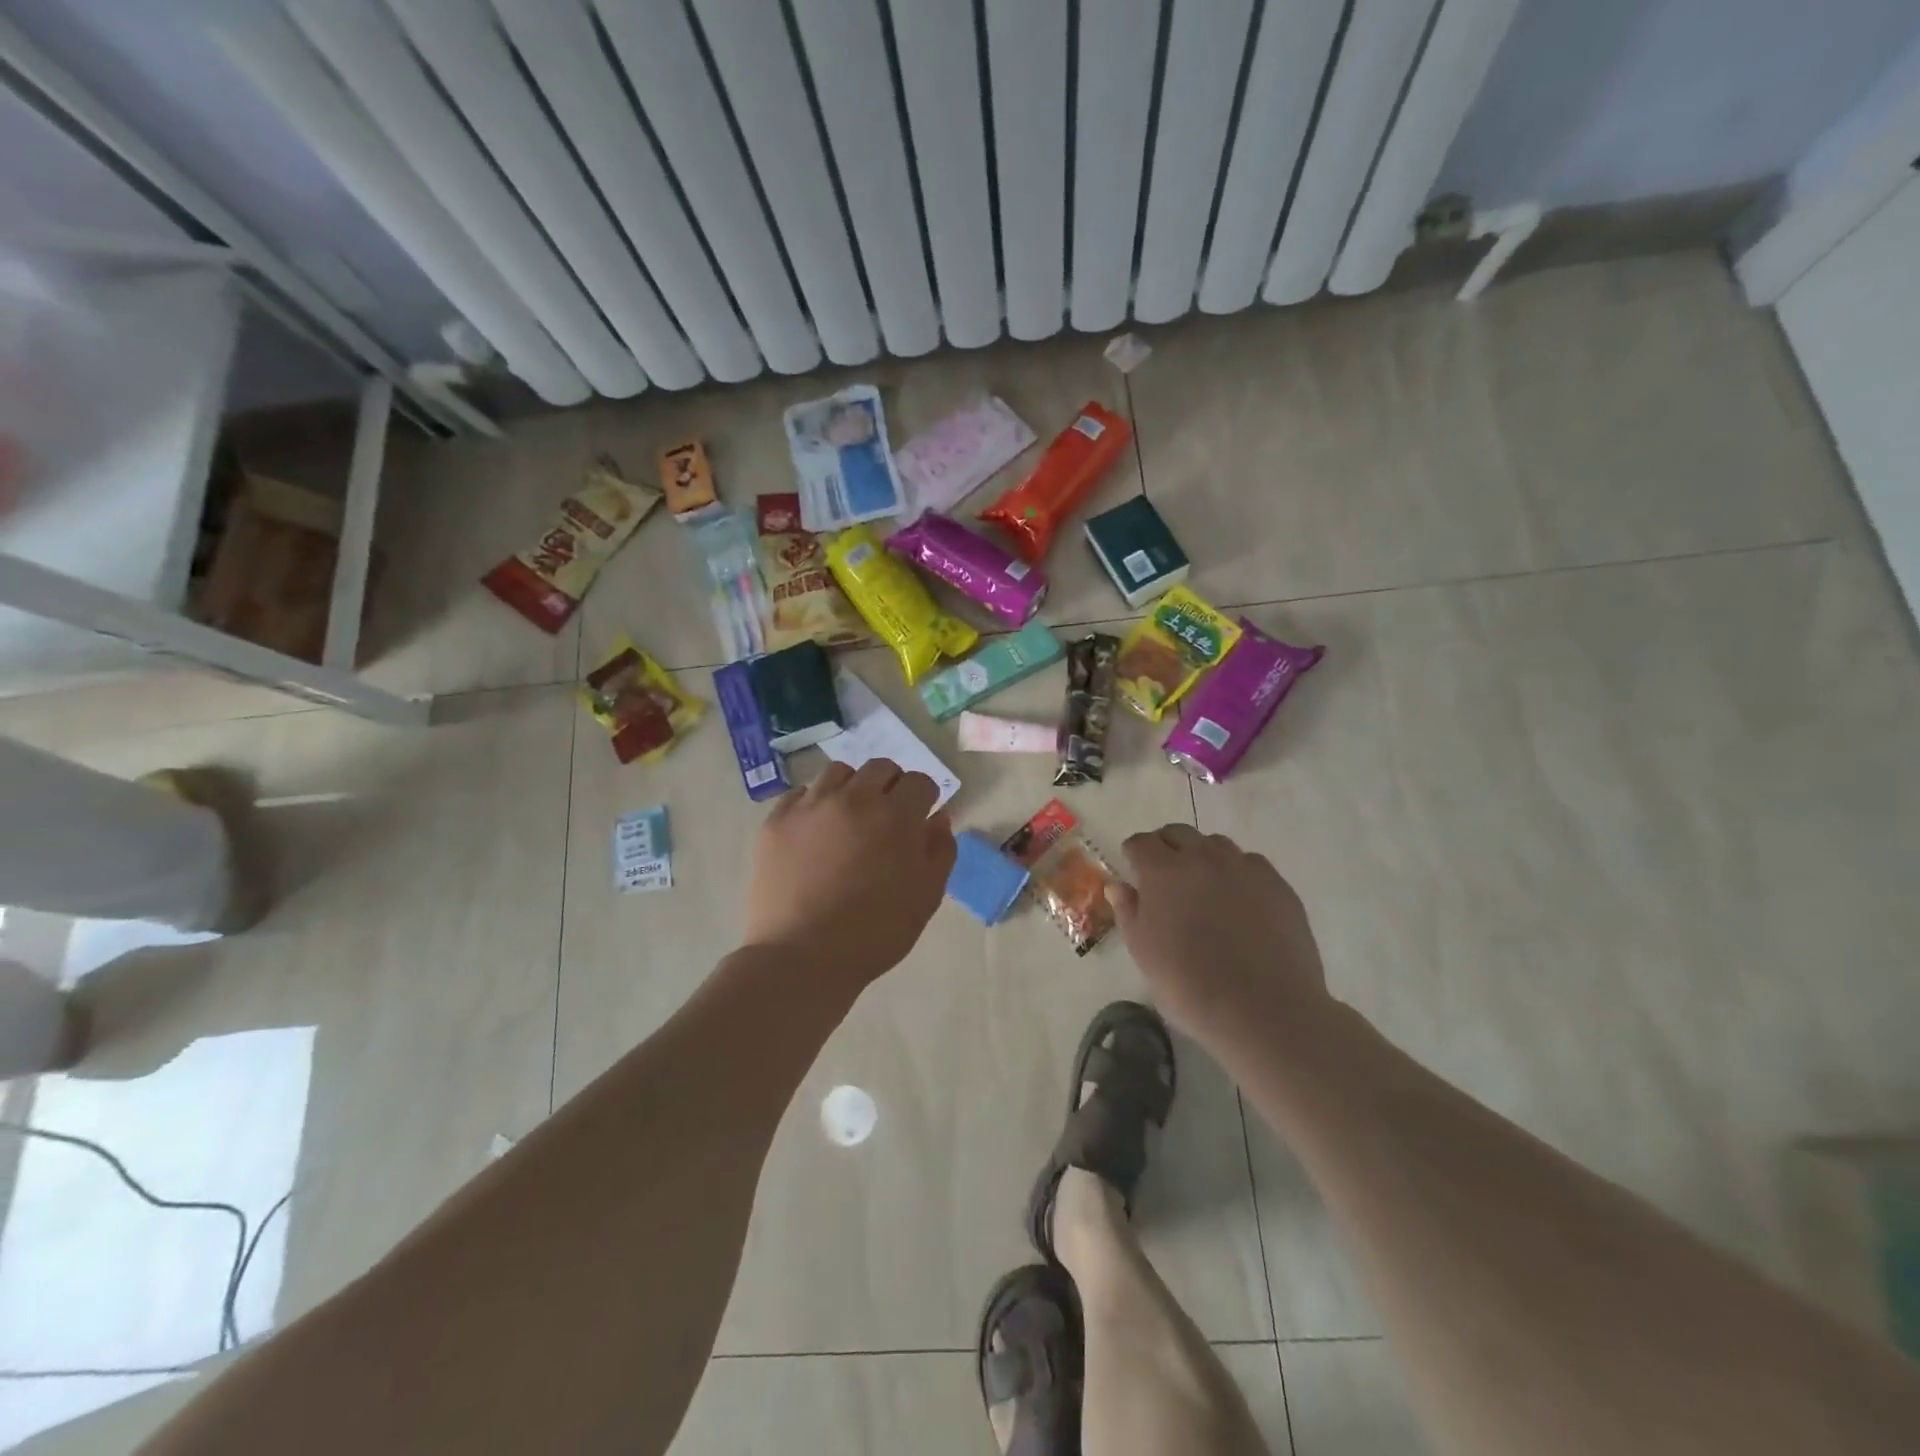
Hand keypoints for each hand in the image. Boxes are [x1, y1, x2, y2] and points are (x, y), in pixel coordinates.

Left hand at [742, 760, 955, 989]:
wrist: (802, 957)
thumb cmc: (875, 932)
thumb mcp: (926, 896)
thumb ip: (940, 849)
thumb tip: (938, 817)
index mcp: (896, 816)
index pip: (919, 781)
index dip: (924, 797)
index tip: (919, 818)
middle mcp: (854, 798)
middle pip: (880, 768)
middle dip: (891, 786)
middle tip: (886, 818)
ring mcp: (811, 805)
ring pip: (839, 773)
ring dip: (852, 789)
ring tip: (848, 820)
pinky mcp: (777, 820)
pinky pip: (801, 794)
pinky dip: (815, 805)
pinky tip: (815, 833)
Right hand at [1112, 825, 1330, 1041]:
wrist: (1263, 1010)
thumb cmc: (1189, 985)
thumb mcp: (1143, 953)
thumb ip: (1128, 912)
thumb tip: (1119, 886)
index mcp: (1163, 871)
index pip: (1141, 843)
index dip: (1134, 854)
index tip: (1134, 870)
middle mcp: (1203, 857)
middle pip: (1178, 834)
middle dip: (1166, 847)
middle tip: (1165, 876)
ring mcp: (1244, 868)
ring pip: (1216, 844)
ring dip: (1202, 856)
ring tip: (1203, 887)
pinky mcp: (1277, 884)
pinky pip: (1250, 864)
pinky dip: (1237, 873)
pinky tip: (1239, 902)